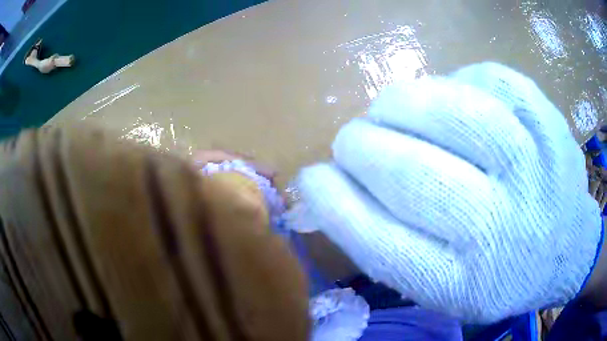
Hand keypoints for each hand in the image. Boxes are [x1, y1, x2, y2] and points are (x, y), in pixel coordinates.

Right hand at [291, 63, 602, 322]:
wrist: (567, 249)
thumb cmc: (503, 276)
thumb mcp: (444, 288)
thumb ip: (388, 245)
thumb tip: (330, 187)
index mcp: (466, 285)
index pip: (380, 243)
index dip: (333, 202)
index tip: (312, 177)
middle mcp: (503, 231)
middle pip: (412, 174)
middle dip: (360, 146)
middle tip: (351, 140)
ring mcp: (535, 169)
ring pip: (452, 111)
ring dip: (400, 103)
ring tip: (389, 109)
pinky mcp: (548, 121)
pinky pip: (488, 79)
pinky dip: (454, 81)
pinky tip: (450, 96)